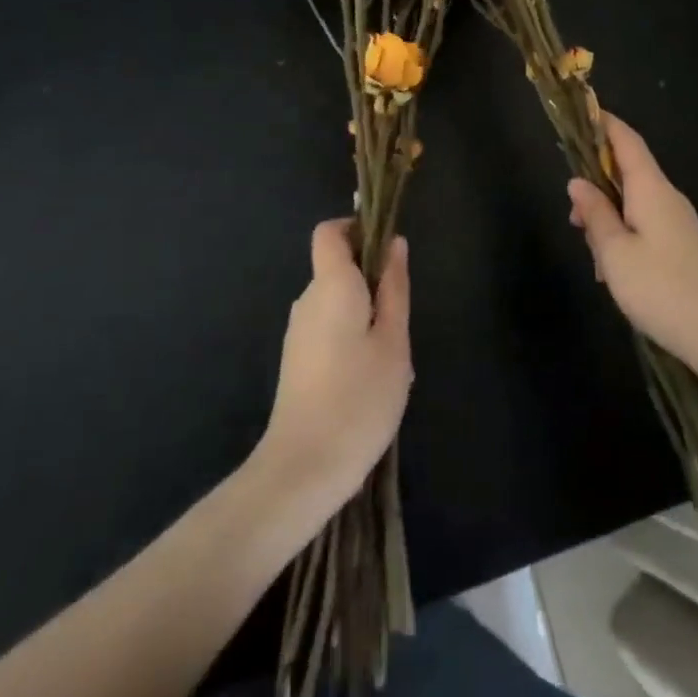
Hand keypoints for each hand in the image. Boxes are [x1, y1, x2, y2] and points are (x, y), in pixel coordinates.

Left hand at [256, 220, 411, 516]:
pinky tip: (371, 380)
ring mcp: (298, 332)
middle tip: (401, 321)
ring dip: (365, 315)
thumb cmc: (358, 397)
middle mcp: (308, 300)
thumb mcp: (393, 341)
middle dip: (372, 281)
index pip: (330, 232)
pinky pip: (329, 329)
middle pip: (338, 268)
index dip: (356, 228)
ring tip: (391, 359)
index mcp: (331, 285)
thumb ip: (394, 288)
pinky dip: (352, 338)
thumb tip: (394, 244)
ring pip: (338, 302)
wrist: (303, 468)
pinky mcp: (296, 360)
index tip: (386, 250)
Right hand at [567, 116, 697, 390]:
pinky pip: (646, 226)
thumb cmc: (663, 290)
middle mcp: (668, 198)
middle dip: (596, 181)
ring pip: (635, 203)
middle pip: (628, 171)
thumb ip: (595, 214)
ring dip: (608, 215)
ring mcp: (680, 224)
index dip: (604, 123)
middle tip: (572, 214)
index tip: (580, 112)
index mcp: (651, 189)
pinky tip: (614, 272)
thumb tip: (577, 181)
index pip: (626, 140)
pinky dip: (624, 236)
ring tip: (591, 252)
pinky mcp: (685, 249)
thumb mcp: (615, 254)